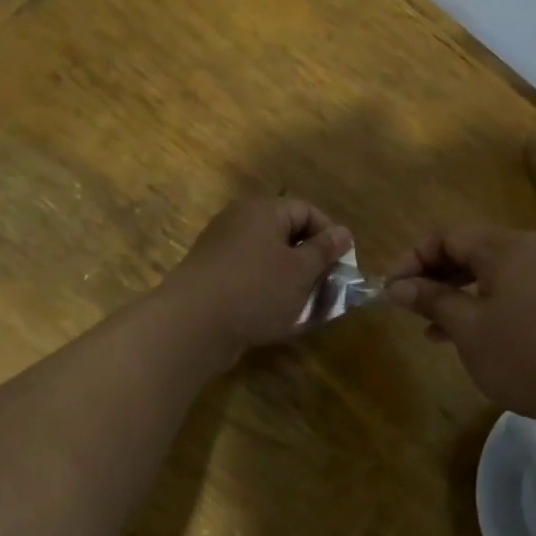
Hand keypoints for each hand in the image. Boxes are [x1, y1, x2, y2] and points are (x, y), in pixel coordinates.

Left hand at [160, 197, 352, 365]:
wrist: (192, 325)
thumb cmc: (256, 289)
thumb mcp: (300, 271)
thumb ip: (324, 250)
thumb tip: (343, 233)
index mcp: (262, 210)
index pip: (306, 211)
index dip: (329, 235)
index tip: (342, 264)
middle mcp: (239, 221)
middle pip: (285, 233)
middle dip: (310, 260)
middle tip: (326, 286)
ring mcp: (220, 248)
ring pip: (267, 257)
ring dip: (289, 279)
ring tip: (304, 305)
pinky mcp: (210, 276)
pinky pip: (247, 276)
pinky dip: (265, 291)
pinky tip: (274, 315)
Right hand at [382, 224, 535, 428]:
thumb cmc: (526, 355)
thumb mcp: (468, 328)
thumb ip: (431, 299)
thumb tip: (395, 286)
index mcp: (505, 247)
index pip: (447, 236)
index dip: (413, 259)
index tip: (389, 288)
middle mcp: (528, 250)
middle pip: (468, 251)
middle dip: (432, 276)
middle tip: (405, 304)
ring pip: (487, 273)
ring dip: (454, 293)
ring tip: (427, 325)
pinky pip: (508, 291)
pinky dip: (481, 305)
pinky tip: (462, 335)